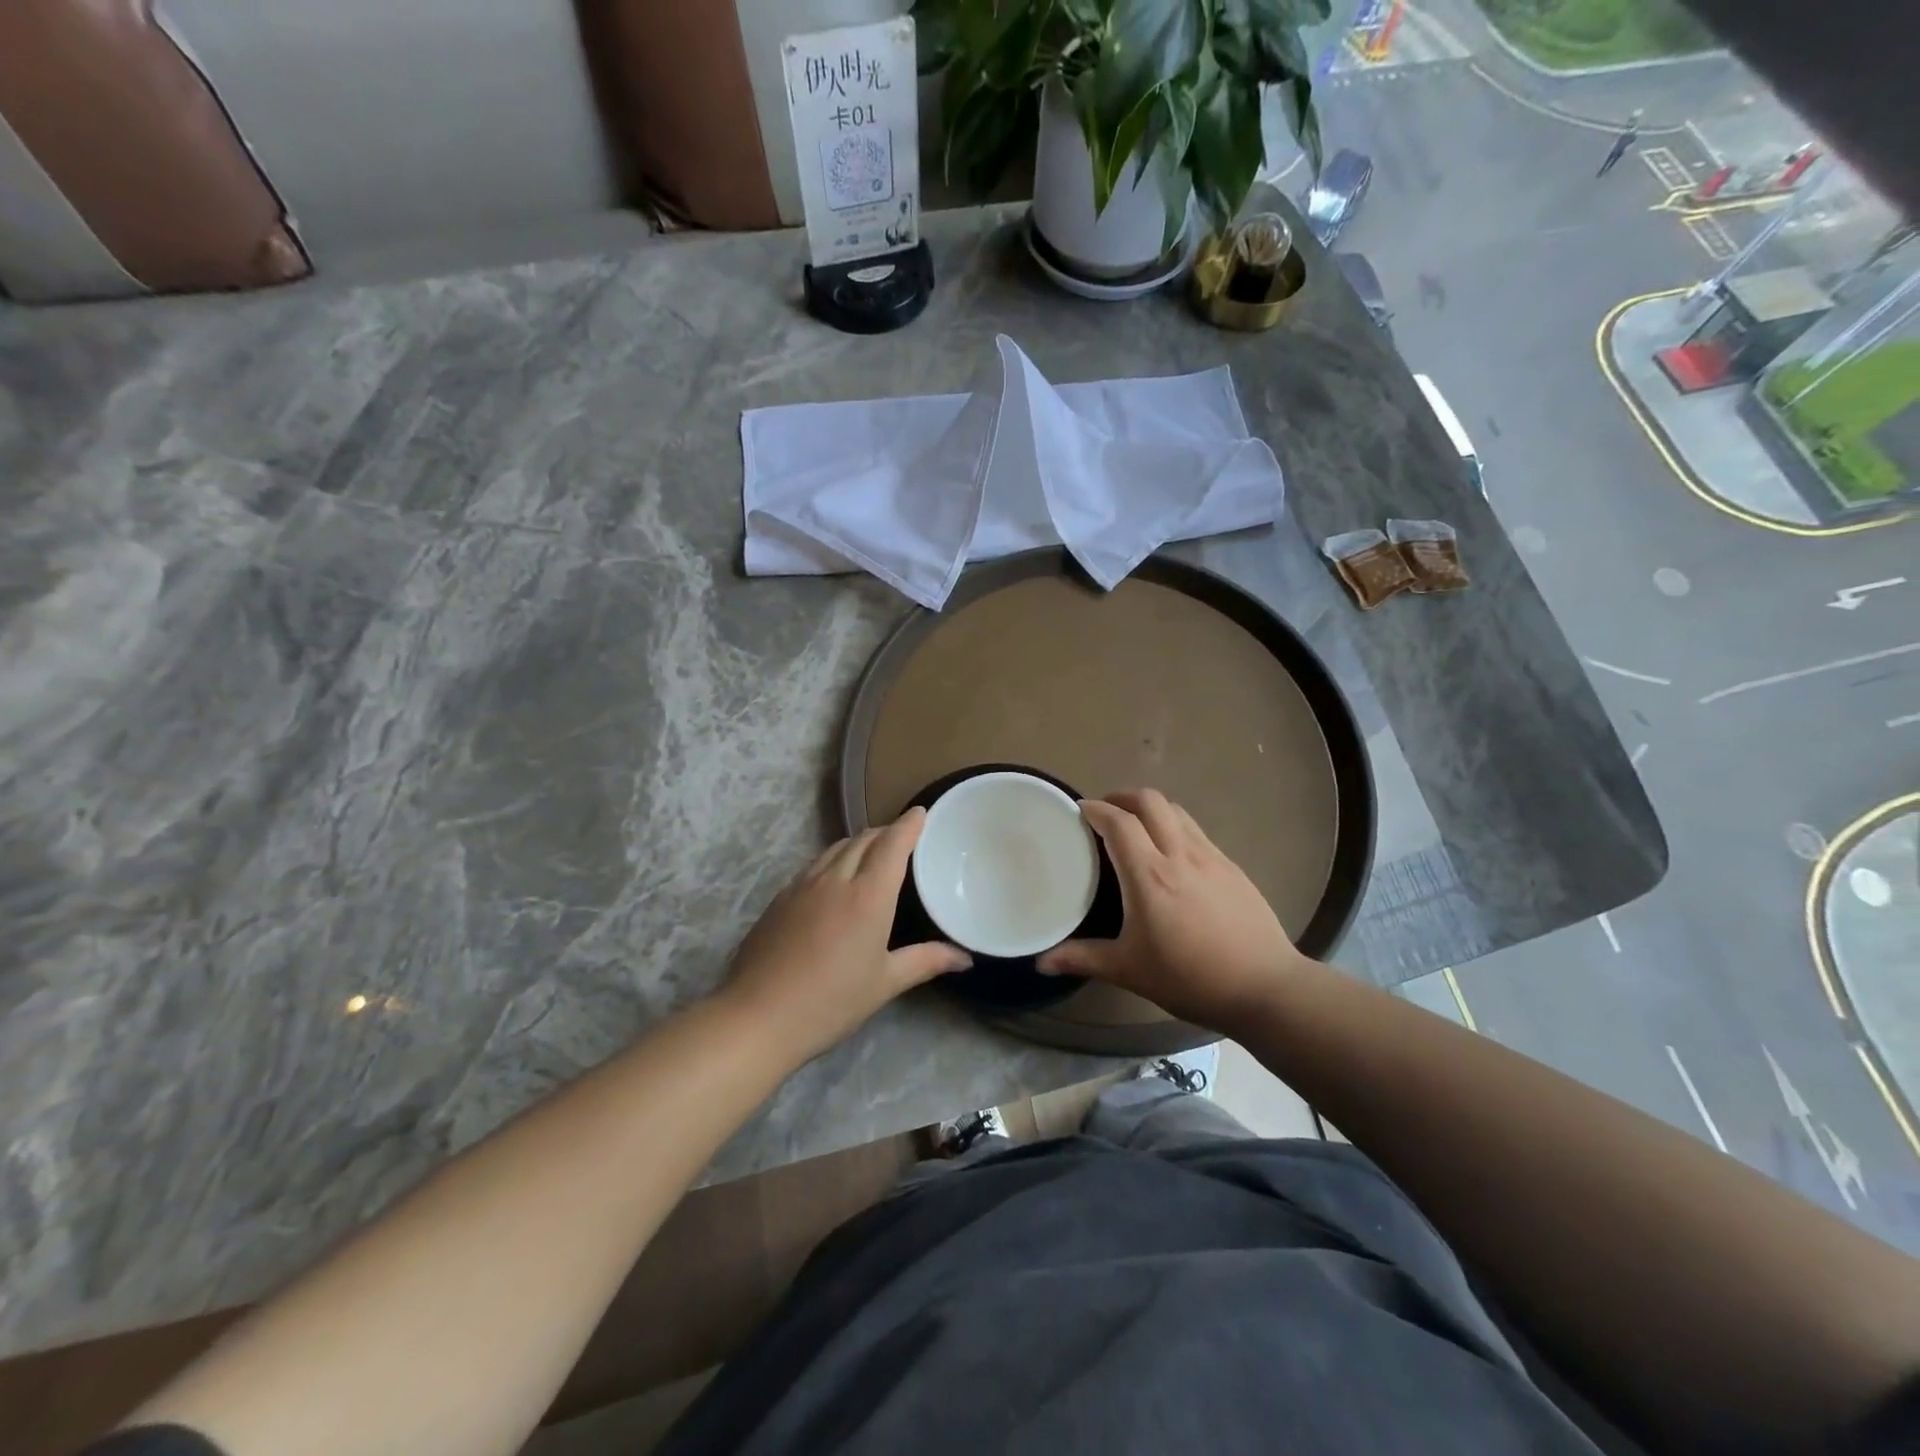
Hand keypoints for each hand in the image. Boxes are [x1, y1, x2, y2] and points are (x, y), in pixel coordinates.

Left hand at [722, 809, 970, 1064]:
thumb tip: (965, 959)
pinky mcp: (780, 898)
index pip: (892, 844)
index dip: (908, 824)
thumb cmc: (830, 1002)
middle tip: (903, 836)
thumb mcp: (884, 983)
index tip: (921, 812)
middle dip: (886, 831)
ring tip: (872, 851)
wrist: (758, 1016)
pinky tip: (835, 879)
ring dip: (858, 842)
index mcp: (868, 896)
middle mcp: (836, 879)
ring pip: (836, 848)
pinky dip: (834, 859)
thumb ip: (926, 962)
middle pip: (864, 840)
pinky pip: (815, 865)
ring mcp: (803, 885)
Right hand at [1038, 789, 1307, 1031]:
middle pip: (1150, 801)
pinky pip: (1196, 831)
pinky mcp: (1232, 867)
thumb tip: (1042, 962)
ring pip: (1177, 811)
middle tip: (1105, 811)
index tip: (1079, 810)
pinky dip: (1175, 826)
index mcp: (1150, 875)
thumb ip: (1083, 959)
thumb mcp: (1130, 970)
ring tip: (1136, 825)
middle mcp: (1180, 854)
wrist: (1266, 986)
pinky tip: (1172, 853)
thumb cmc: (1191, 978)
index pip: (1119, 823)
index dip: (1096, 809)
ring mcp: (1211, 857)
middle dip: (1123, 796)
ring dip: (1151, 808)